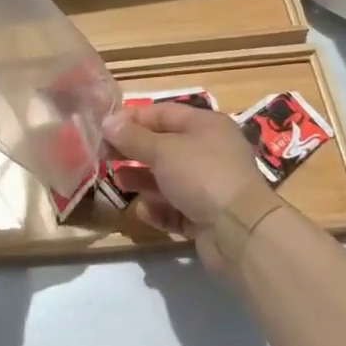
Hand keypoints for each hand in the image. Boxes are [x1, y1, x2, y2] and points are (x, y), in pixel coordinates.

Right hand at [102, 102, 271, 272]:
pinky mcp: (208, 217)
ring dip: (142, 180)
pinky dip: (159, 209)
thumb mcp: (162, 150)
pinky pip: (177, 208)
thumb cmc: (201, 175)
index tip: (105, 128)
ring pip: (168, 179)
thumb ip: (133, 137)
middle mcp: (210, 152)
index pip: (163, 113)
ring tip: (118, 182)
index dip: (132, 119)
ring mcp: (211, 186)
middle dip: (134, 151)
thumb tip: (108, 122)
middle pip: (164, 146)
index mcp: (206, 126)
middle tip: (104, 157)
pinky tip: (144, 211)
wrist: (241, 231)